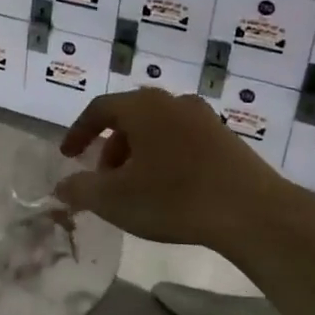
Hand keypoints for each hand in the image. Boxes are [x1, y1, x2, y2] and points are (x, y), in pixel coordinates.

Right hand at [55, 88, 288, 247]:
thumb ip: (81, 189)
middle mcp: (172, 102)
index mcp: (143, 106)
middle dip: (110, 147)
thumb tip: (61, 186)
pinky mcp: (227, 139)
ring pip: (158, 129)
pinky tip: (170, 189)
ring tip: (136, 188)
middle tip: (103, 179)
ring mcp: (204, 118)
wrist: (252, 212)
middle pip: (130, 118)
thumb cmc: (174, 198)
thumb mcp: (115, 199)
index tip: (67, 155)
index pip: (99, 109)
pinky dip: (165, 157)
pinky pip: (182, 140)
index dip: (78, 131)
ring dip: (138, 154)